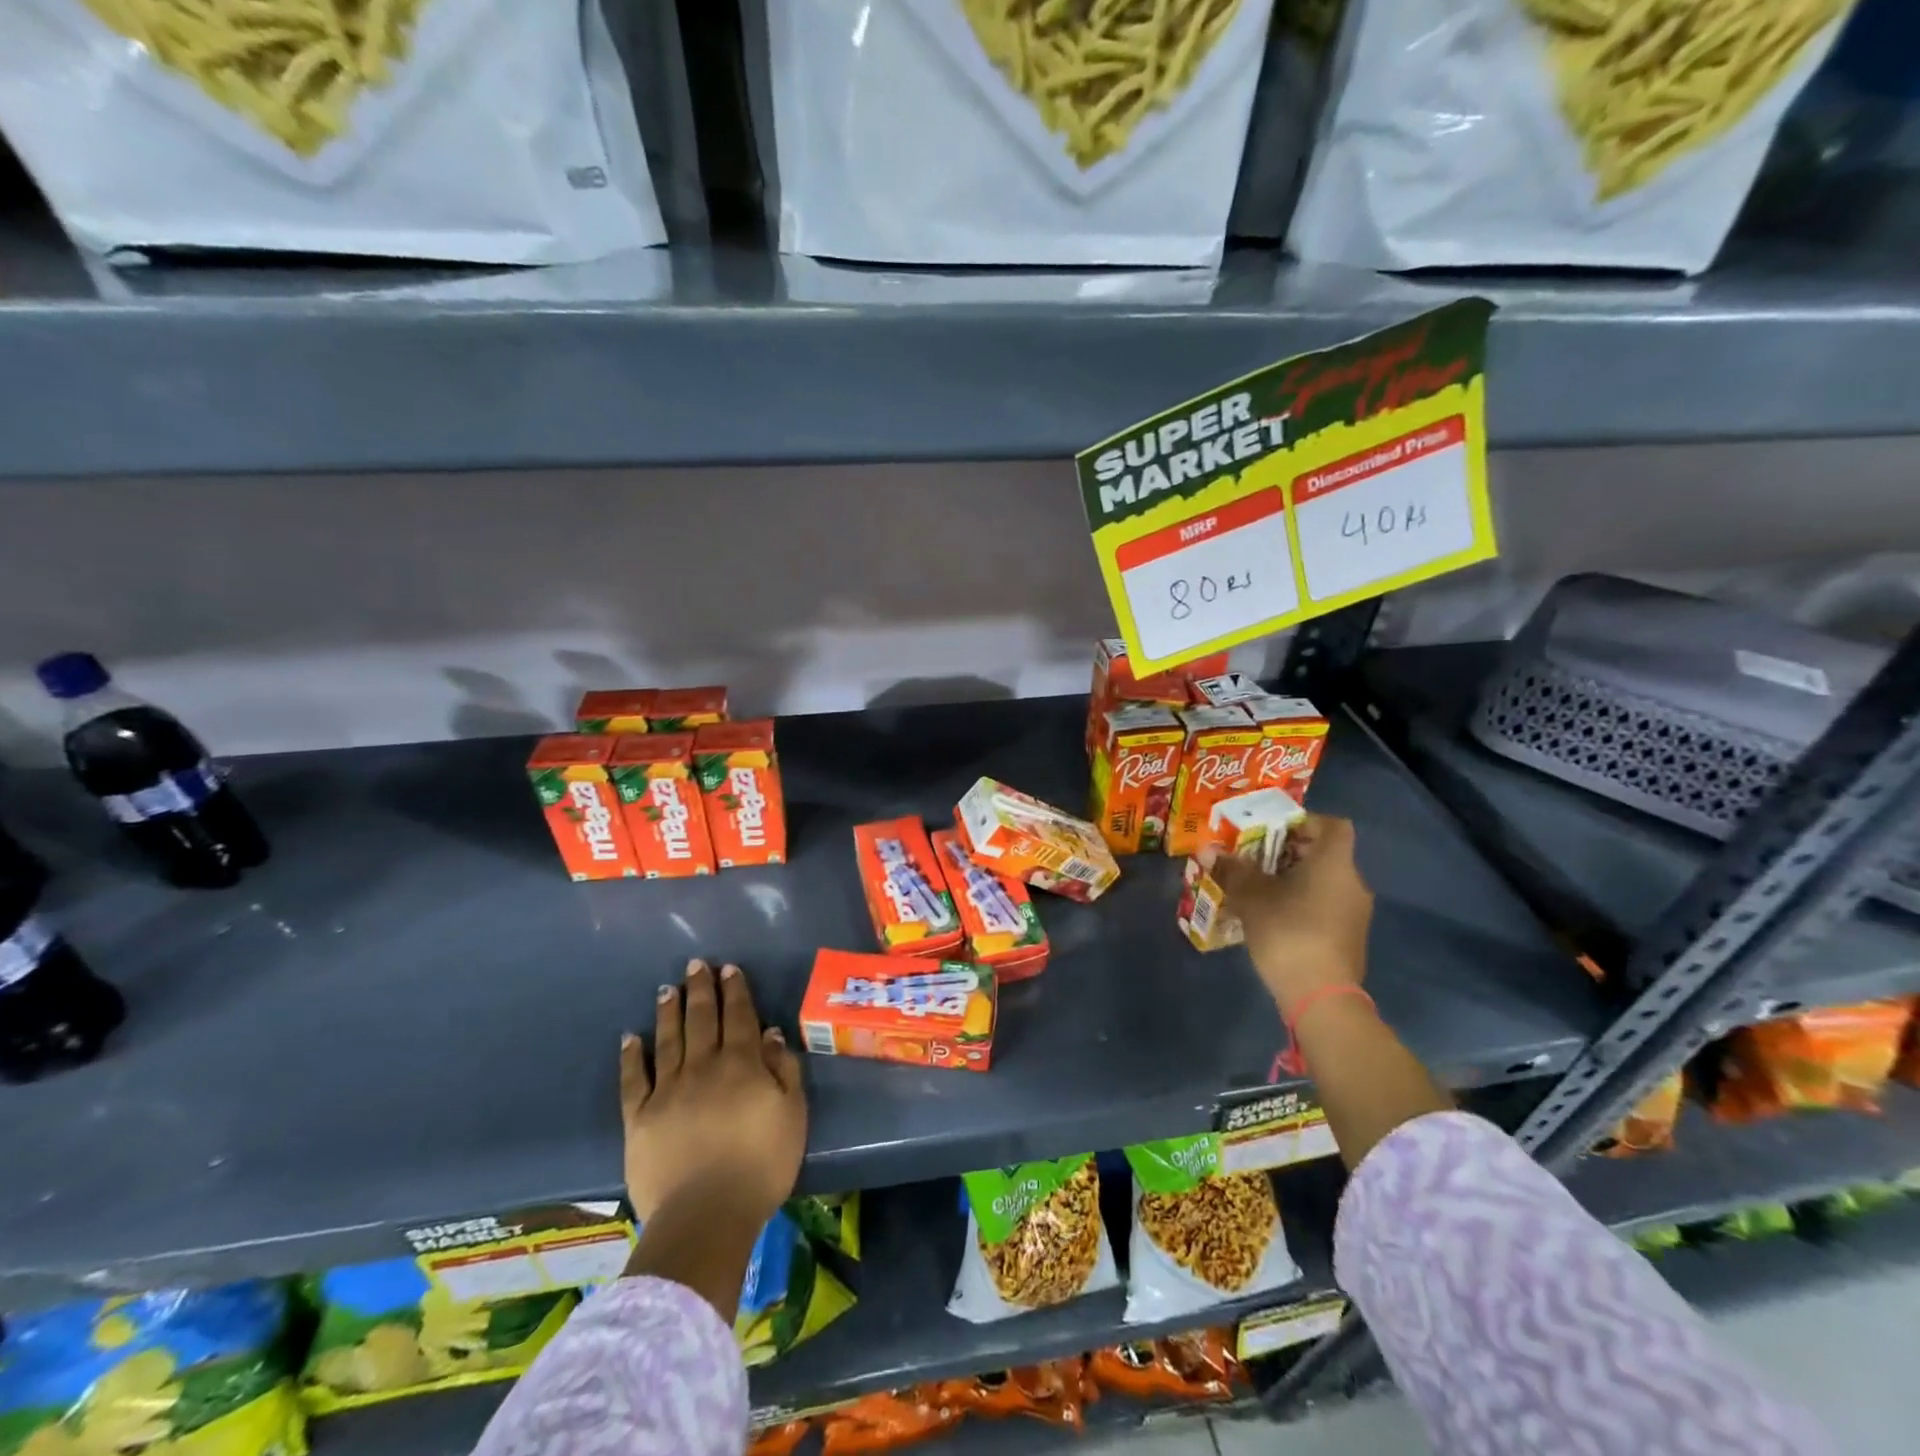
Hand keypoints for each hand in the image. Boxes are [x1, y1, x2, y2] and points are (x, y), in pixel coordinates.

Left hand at [620, 959, 806, 1229]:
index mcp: (741, 1065)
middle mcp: (703, 1067)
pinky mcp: (640, 1119)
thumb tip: (770, 1034)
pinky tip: (630, 1038)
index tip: (729, 969)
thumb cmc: (761, 1166)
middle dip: (700, 990)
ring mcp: (668, 1091)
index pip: (739, 1017)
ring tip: (666, 989)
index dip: (735, 991)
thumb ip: (783, 1070)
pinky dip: (632, 1057)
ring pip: (669, 1040)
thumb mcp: (792, 1115)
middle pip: (702, 1020)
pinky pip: (634, 1080)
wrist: (706, 1216)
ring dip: (668, 1012)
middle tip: (695, 965)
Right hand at [1202, 813, 1372, 1019]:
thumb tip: (1209, 850)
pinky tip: (1273, 918)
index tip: (1275, 830)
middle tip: (1255, 859)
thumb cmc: (1287, 931)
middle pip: (1324, 855)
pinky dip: (1302, 904)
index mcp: (1334, 863)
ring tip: (1258, 889)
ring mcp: (1355, 913)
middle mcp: (1353, 882)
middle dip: (1289, 853)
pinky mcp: (1349, 938)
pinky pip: (1325, 907)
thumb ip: (1232, 870)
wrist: (1321, 996)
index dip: (1306, 822)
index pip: (1333, 826)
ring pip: (1323, 883)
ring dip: (1294, 881)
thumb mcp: (1251, 897)